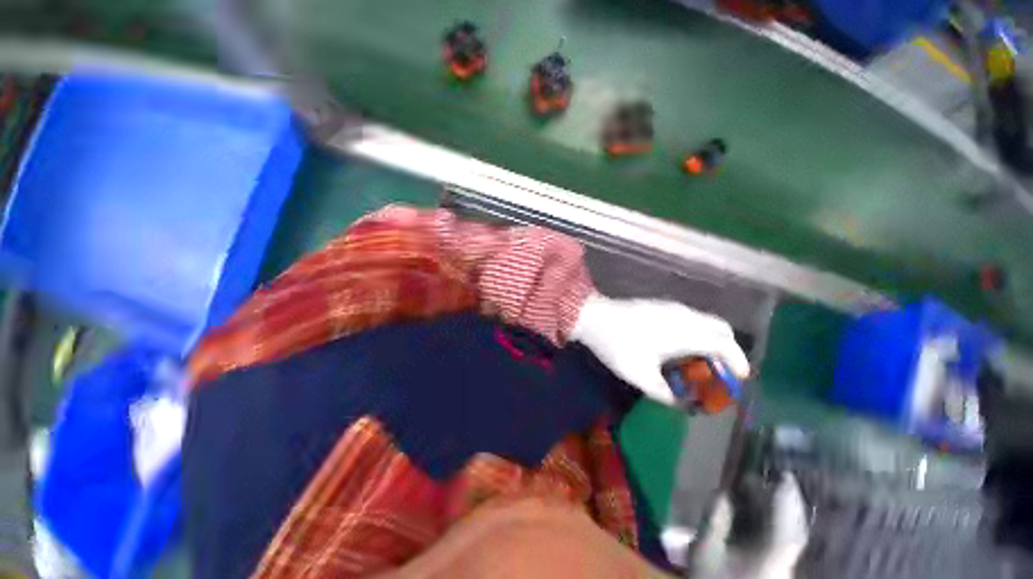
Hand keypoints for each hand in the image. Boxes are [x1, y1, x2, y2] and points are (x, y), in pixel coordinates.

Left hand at [570, 293, 749, 404]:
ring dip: (711, 340)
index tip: (739, 378)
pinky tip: (680, 347)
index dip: (738, 361)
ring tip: (700, 363)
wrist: (593, 317)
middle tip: (719, 371)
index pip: (725, 344)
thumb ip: (664, 392)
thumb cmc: (618, 345)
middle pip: (720, 329)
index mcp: (685, 333)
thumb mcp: (641, 376)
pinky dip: (697, 332)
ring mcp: (671, 307)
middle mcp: (684, 316)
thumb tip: (676, 401)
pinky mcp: (659, 305)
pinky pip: (690, 318)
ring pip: (705, 321)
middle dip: (728, 350)